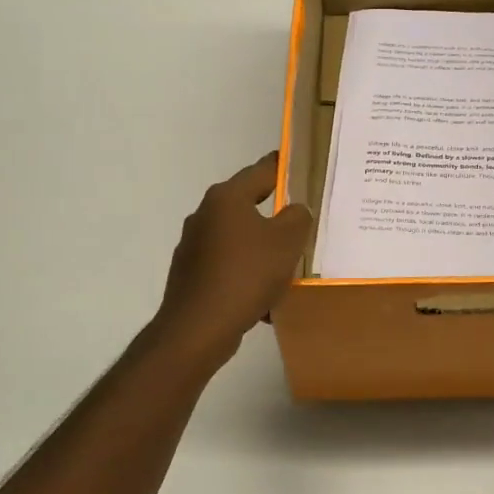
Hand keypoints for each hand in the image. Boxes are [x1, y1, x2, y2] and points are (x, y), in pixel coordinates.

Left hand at [151, 152, 312, 367]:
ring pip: (239, 238)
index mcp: (227, 198)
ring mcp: (194, 245)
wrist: (198, 328)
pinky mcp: (190, 273)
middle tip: (303, 222)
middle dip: (275, 213)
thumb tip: (295, 209)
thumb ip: (298, 217)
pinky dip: (247, 274)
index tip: (301, 165)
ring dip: (261, 249)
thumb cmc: (246, 274)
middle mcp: (205, 214)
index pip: (262, 170)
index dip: (284, 166)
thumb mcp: (287, 242)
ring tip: (287, 268)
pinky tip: (264, 299)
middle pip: (248, 204)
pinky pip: (228, 265)